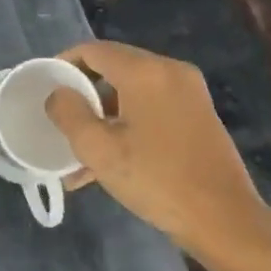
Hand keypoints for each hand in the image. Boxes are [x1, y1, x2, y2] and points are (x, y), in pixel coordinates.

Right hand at [43, 41, 270, 270]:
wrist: (225, 220)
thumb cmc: (156, 180)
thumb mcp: (99, 150)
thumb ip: (69, 114)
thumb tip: (58, 94)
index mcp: (145, 72)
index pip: (93, 50)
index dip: (64, 63)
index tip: (45, 86)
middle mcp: (170, 71)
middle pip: (113, 67)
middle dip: (83, 91)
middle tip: (60, 116)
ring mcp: (189, 92)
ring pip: (131, 90)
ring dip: (103, 113)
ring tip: (78, 149)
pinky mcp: (198, 114)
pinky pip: (151, 106)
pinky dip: (127, 122)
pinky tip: (108, 160)